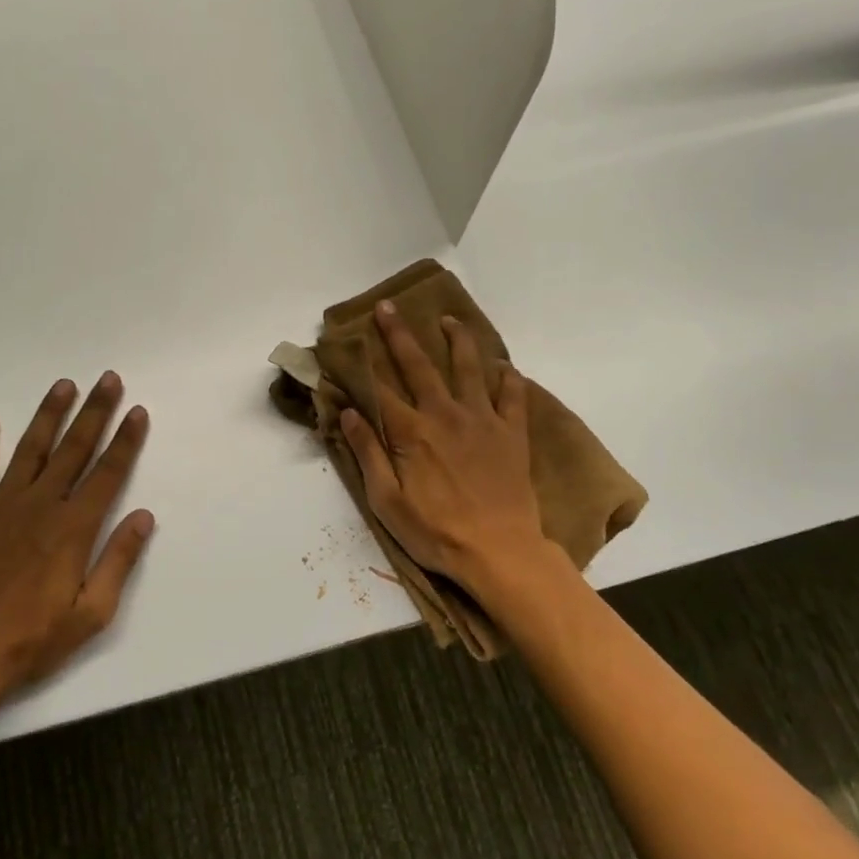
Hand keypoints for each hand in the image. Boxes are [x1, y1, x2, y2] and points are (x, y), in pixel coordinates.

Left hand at [0, 373, 153, 710]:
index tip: (137, 411)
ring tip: (64, 385)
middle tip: (108, 379)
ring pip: (31, 450)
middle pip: (74, 450)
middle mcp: (39, 507)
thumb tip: (144, 516)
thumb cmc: (32, 641)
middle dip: (95, 412)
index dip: (125, 441)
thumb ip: (118, 561)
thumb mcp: (90, 614)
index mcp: (72, 530)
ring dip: (49, 415)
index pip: (107, 474)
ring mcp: (0, 507)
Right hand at [339, 302, 547, 594]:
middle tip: (387, 307)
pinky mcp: (511, 434)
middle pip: (418, 366)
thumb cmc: (435, 532)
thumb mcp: (386, 501)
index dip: (360, 366)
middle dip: (399, 335)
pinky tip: (505, 367)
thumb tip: (349, 413)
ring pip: (469, 369)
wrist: (499, 551)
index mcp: (411, 432)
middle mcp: (445, 415)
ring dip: (458, 341)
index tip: (346, 344)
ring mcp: (482, 420)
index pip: (379, 391)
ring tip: (450, 320)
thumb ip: (368, 453)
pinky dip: (508, 378)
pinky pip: (512, 396)